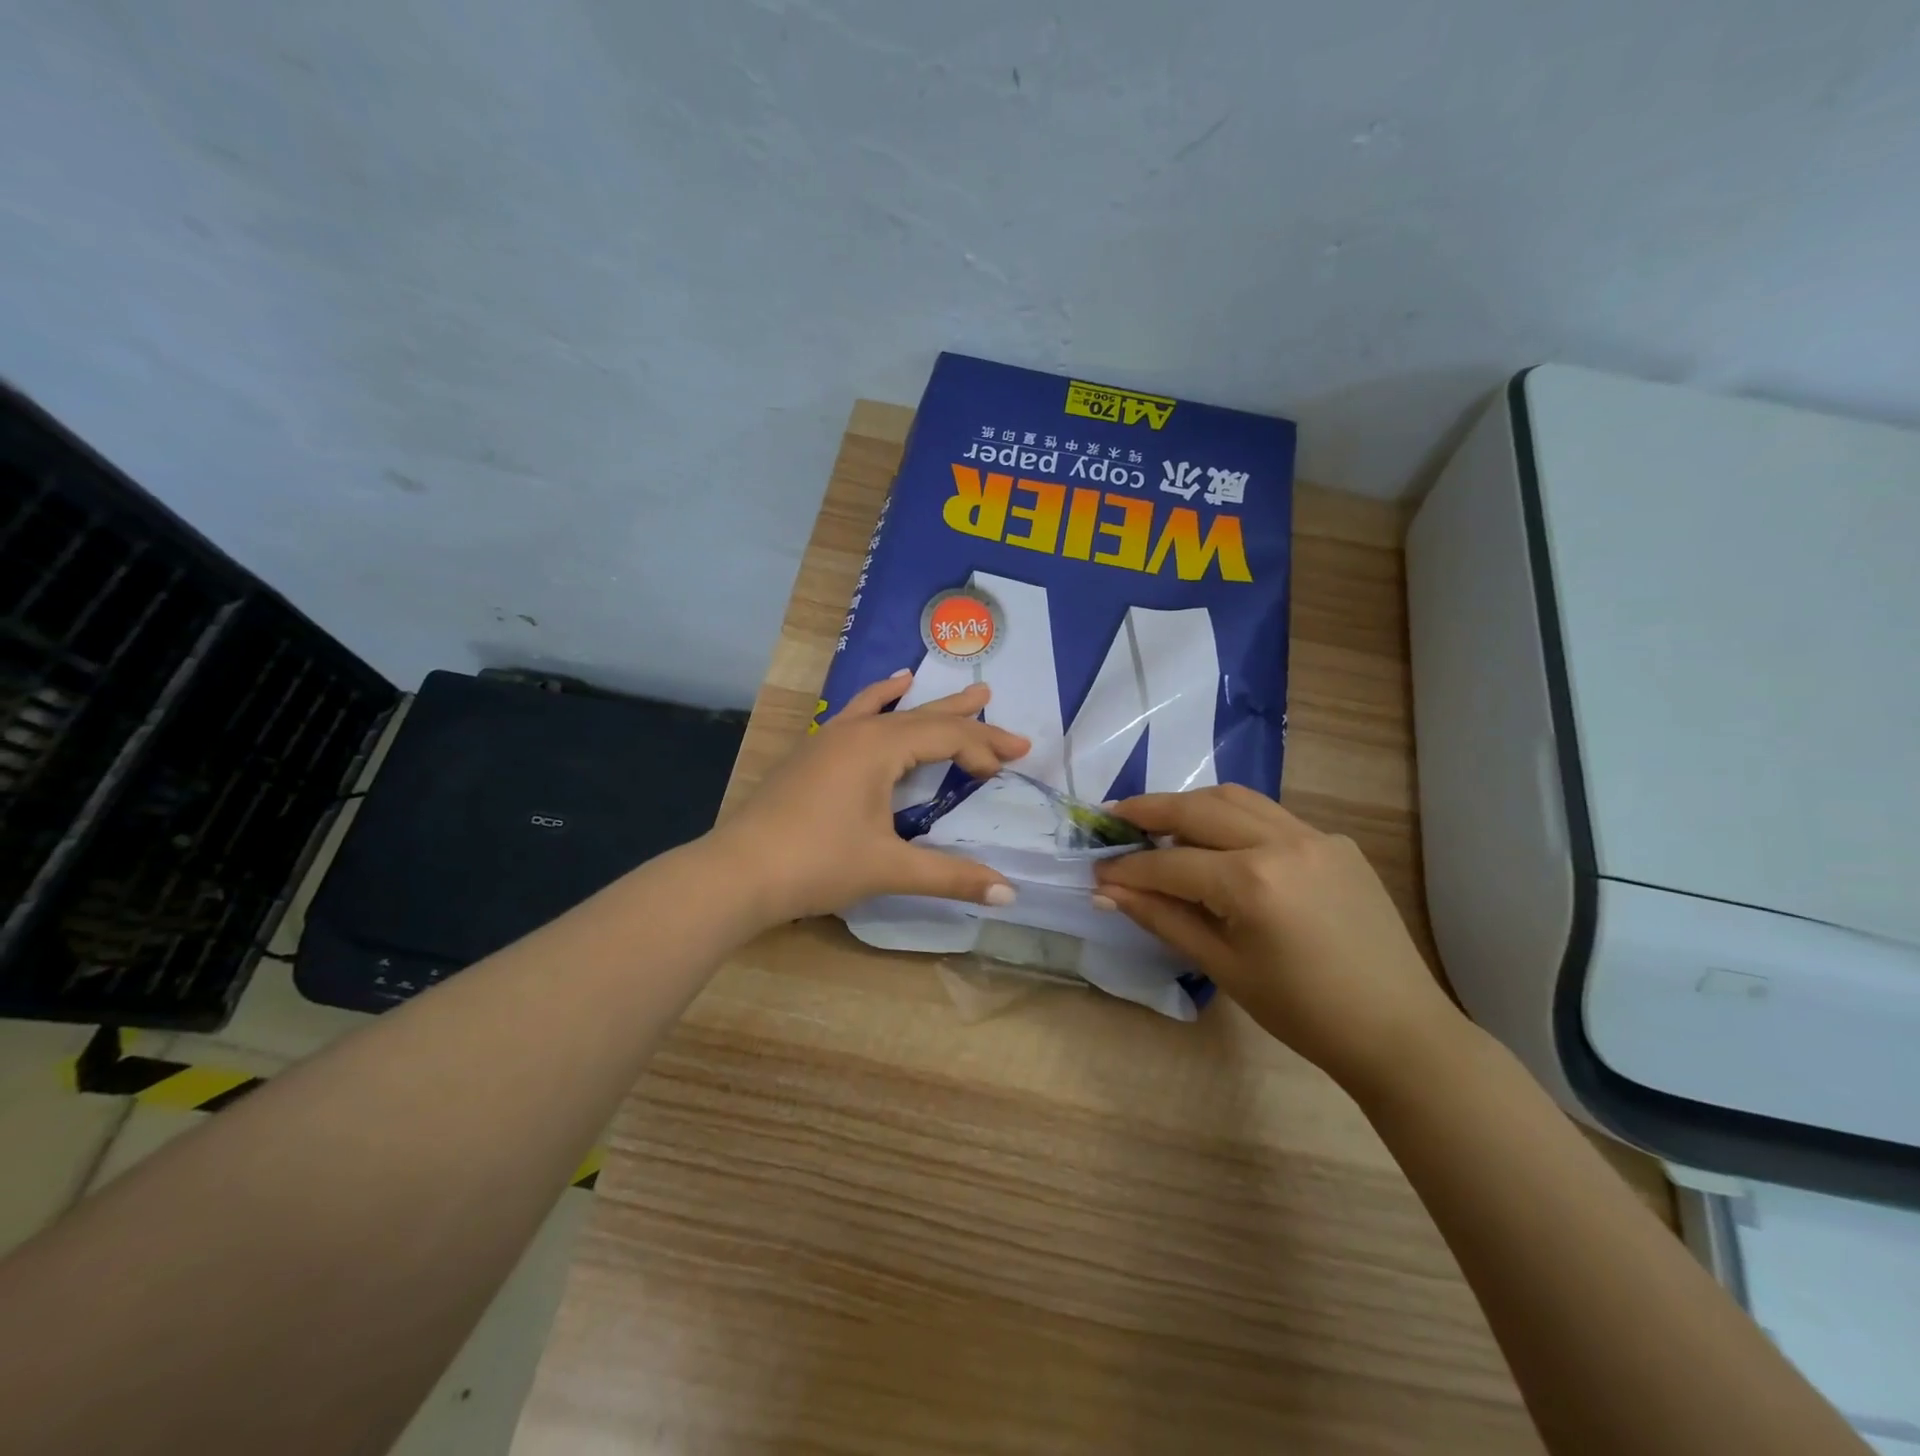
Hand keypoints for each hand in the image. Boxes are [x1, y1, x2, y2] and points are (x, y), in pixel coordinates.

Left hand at [707, 673, 1029, 924]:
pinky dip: (879, 701)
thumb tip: (1009, 896)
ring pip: (888, 710)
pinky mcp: (812, 753)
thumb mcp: (889, 868)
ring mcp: (829, 738)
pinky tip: (886, 690)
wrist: (737, 872)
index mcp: (879, 748)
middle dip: (965, 718)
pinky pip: (856, 713)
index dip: (982, 750)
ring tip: (956, 687)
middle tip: (1000, 710)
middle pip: (922, 717)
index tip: (1008, 770)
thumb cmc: (817, 864)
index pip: (945, 737)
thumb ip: (951, 876)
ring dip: (925, 703)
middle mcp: (856, 731)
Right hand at [1091, 786, 1466, 1093]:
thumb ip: (1162, 918)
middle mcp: (1283, 842)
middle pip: (1199, 809)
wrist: (1397, 1030)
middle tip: (1114, 817)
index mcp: (1253, 882)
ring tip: (1160, 819)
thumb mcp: (1222, 966)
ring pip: (1237, 798)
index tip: (1097, 871)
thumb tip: (1108, 892)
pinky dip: (1235, 818)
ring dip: (1192, 804)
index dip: (1128, 868)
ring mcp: (1315, 836)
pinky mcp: (1336, 842)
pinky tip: (1220, 841)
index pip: (1171, 863)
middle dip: (1150, 810)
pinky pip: (1272, 816)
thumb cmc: (1301, 1011)